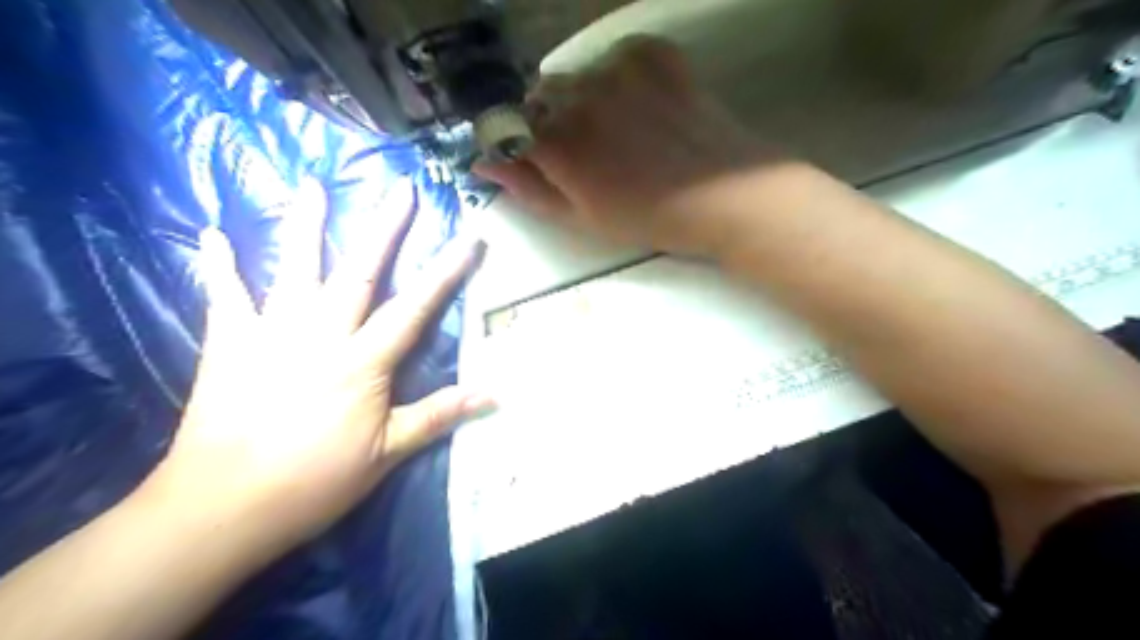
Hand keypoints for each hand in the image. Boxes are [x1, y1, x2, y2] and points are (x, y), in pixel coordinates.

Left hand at [136, 179, 488, 556]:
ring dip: (305, 226)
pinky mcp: (229, 344)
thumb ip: (440, 414)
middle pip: (359, 273)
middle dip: (384, 230)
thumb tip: (496, 393)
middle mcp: (321, 335)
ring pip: (294, 270)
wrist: (222, 507)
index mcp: (363, 362)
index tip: (469, 239)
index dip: (446, 271)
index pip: (415, 308)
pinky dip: (218, 265)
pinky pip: (225, 297)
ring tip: (312, 185)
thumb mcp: (389, 452)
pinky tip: (212, 234)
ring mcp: (271, 334)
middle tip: (400, 190)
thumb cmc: (315, 482)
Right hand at [479, 35, 790, 256]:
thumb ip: (528, 189)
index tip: (535, 160)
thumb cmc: (649, 218)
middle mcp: (579, 95)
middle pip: (540, 98)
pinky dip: (619, 77)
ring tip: (617, 131)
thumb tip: (483, 165)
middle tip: (584, 153)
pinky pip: (617, 57)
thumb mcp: (581, 218)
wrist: (725, 196)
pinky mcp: (654, 55)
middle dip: (550, 122)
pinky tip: (640, 105)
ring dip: (582, 99)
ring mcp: (618, 69)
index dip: (518, 145)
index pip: (509, 128)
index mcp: (558, 143)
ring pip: (576, 76)